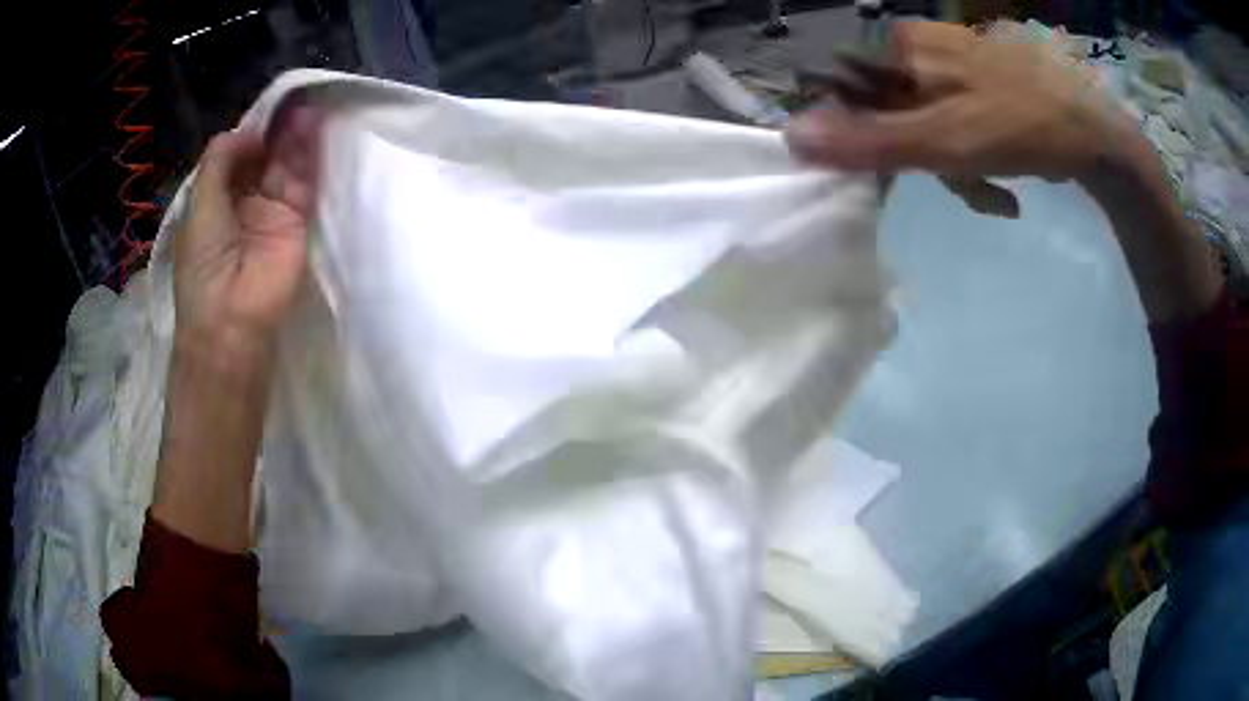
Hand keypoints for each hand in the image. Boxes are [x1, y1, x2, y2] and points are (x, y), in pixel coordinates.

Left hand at [175, 107, 321, 357]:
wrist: (231, 321)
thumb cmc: (204, 266)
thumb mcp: (200, 206)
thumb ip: (220, 162)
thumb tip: (249, 132)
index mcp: (217, 199)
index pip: (238, 156)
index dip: (250, 132)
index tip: (265, 110)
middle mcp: (246, 201)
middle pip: (265, 156)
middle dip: (276, 130)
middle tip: (292, 101)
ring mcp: (273, 211)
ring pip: (286, 165)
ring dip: (295, 138)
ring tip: (306, 107)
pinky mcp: (298, 222)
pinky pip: (305, 183)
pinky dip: (310, 157)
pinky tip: (314, 129)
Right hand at [786, 21, 1137, 213]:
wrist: (1097, 136)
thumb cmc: (1020, 127)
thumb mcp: (942, 141)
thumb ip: (869, 140)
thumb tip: (791, 137)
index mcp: (904, 46)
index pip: (848, 87)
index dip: (859, 135)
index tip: (889, 175)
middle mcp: (924, 47)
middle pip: (892, 111)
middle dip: (921, 159)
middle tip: (954, 185)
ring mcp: (956, 66)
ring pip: (928, 124)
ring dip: (953, 169)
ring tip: (989, 194)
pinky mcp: (982, 86)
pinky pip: (958, 124)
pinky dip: (973, 159)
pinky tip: (1001, 182)